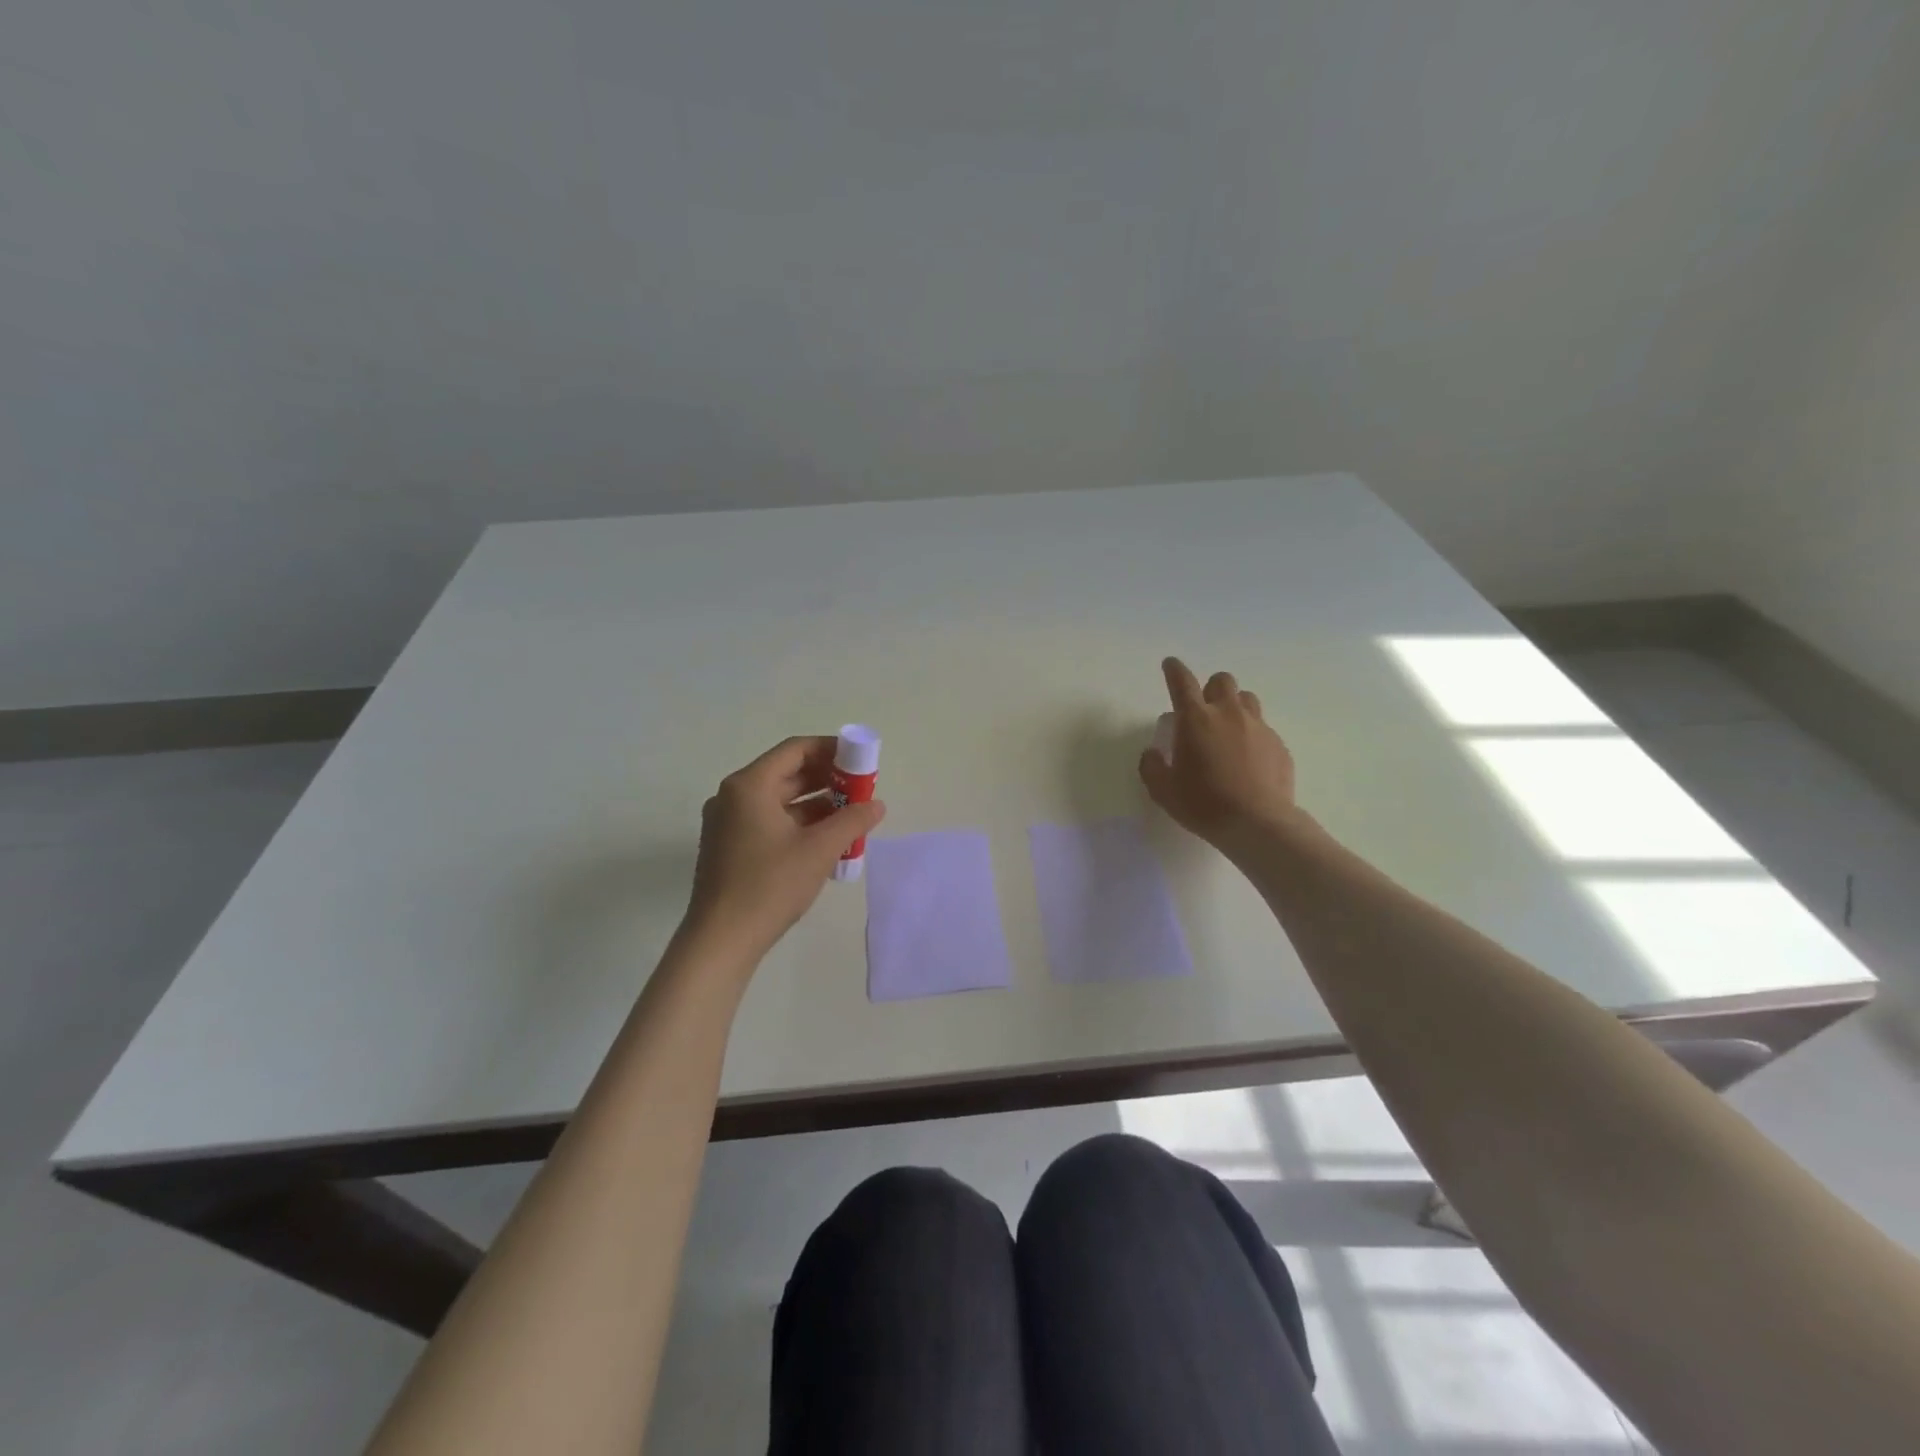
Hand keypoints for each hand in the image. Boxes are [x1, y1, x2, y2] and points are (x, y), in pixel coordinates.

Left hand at [683, 736, 885, 960]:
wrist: (721, 941)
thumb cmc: (769, 886)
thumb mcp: (819, 850)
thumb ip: (852, 820)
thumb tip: (877, 805)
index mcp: (749, 786)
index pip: (795, 750)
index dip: (831, 749)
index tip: (860, 760)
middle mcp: (733, 796)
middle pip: (786, 773)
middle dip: (827, 778)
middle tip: (861, 789)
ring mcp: (728, 822)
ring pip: (779, 800)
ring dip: (816, 803)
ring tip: (851, 815)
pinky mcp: (729, 846)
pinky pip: (769, 821)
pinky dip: (798, 823)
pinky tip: (826, 839)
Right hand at [1138, 657, 1298, 851]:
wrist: (1257, 823)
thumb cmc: (1203, 804)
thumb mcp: (1163, 790)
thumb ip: (1152, 766)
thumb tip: (1153, 753)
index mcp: (1195, 719)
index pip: (1182, 682)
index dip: (1174, 670)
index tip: (1170, 664)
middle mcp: (1228, 714)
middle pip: (1222, 681)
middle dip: (1210, 689)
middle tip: (1203, 711)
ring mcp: (1258, 727)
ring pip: (1247, 699)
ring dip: (1234, 706)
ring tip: (1227, 730)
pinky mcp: (1278, 745)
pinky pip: (1263, 729)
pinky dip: (1252, 736)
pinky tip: (1248, 760)